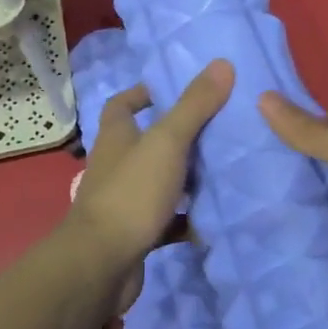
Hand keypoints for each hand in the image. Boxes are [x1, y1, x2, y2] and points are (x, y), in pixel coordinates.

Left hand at [67, 59, 234, 275]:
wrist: (102, 265)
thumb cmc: (131, 192)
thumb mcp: (167, 142)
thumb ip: (194, 105)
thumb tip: (222, 63)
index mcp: (116, 136)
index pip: (122, 104)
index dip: (144, 93)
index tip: (175, 90)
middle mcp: (117, 164)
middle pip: (147, 142)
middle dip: (178, 136)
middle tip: (218, 129)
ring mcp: (125, 201)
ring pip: (160, 181)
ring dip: (187, 178)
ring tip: (225, 171)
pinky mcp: (136, 233)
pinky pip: (167, 221)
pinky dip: (188, 220)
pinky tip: (215, 219)